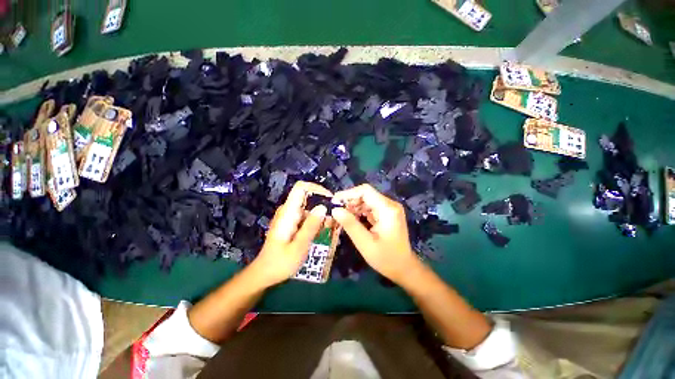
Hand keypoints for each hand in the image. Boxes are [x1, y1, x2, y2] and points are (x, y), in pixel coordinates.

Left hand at [250, 181, 331, 286]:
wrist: (265, 273)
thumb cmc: (281, 263)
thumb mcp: (299, 247)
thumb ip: (311, 226)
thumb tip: (323, 206)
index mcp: (288, 213)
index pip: (301, 188)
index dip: (316, 189)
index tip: (330, 199)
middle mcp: (288, 210)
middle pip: (307, 197)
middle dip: (322, 203)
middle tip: (334, 217)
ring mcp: (289, 216)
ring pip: (308, 207)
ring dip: (320, 214)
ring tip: (331, 226)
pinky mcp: (291, 222)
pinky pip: (306, 215)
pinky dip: (315, 220)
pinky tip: (322, 231)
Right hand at [332, 184, 419, 283]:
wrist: (404, 268)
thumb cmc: (386, 258)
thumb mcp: (365, 243)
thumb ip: (350, 225)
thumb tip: (335, 209)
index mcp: (388, 209)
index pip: (366, 191)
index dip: (349, 194)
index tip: (334, 202)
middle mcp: (390, 205)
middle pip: (366, 195)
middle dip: (350, 201)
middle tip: (336, 212)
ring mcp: (389, 208)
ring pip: (367, 200)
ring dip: (354, 207)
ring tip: (342, 217)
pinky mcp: (387, 213)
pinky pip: (370, 207)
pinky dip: (360, 212)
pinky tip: (352, 220)